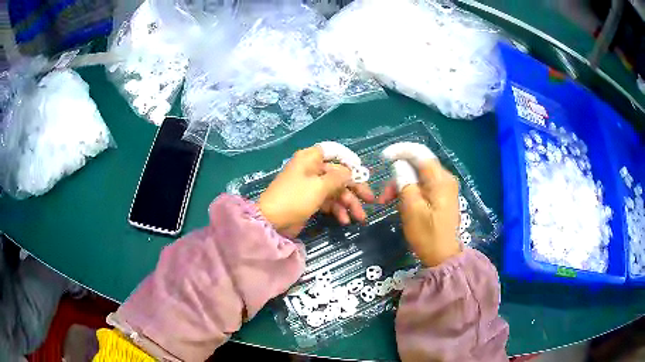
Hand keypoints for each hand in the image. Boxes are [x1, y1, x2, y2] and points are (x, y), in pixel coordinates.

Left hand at [258, 146, 374, 237]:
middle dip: (354, 189)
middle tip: (370, 200)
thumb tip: (351, 172)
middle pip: (338, 174)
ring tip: (359, 218)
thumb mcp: (319, 186)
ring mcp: (310, 185)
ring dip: (348, 203)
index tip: (362, 172)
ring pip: (335, 190)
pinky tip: (344, 221)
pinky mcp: (309, 200)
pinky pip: (328, 201)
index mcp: (311, 158)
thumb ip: (339, 177)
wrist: (272, 222)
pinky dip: (337, 210)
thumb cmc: (295, 198)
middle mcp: (312, 169)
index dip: (349, 160)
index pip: (334, 151)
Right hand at [379, 156, 461, 266]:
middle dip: (398, 175)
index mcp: (441, 180)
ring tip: (388, 202)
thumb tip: (399, 165)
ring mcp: (444, 189)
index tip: (383, 157)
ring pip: (419, 177)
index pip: (420, 153)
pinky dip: (410, 192)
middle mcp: (445, 179)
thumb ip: (405, 183)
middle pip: (418, 166)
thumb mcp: (412, 209)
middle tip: (384, 196)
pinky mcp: (441, 198)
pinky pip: (423, 187)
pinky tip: (401, 204)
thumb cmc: (427, 235)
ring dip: (402, 186)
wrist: (442, 257)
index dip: (401, 151)